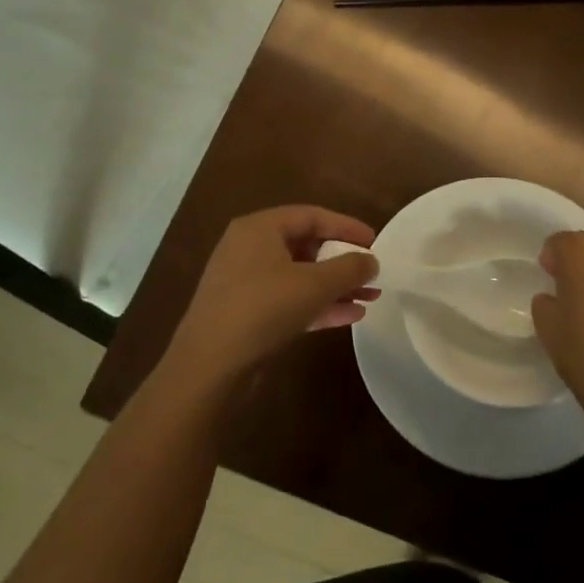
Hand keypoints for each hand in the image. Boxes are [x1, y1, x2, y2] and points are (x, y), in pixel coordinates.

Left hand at [160, 206, 378, 394]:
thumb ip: (349, 268)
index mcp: (260, 228)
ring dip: (335, 286)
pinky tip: (349, 316)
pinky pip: (288, 300)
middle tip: (371, 273)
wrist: (209, 367)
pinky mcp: (245, 314)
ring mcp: (244, 282)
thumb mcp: (314, 284)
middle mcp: (249, 248)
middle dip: (342, 261)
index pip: (311, 216)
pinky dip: (317, 304)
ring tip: (370, 297)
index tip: (374, 241)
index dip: (346, 227)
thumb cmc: (263, 309)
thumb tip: (372, 261)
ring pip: (299, 276)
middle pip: (305, 246)